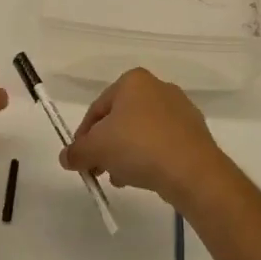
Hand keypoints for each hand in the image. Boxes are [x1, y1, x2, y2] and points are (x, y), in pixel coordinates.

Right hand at [59, 68, 236, 209]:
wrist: (192, 170)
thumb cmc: (138, 147)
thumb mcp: (96, 149)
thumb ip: (76, 151)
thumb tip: (66, 157)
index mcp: (133, 81)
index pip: (97, 108)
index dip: (83, 136)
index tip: (79, 160)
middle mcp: (158, 87)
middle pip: (120, 119)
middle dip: (106, 146)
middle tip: (99, 170)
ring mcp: (180, 109)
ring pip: (141, 132)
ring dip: (126, 154)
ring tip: (120, 178)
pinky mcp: (194, 132)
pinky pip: (162, 143)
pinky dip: (149, 157)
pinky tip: (143, 178)